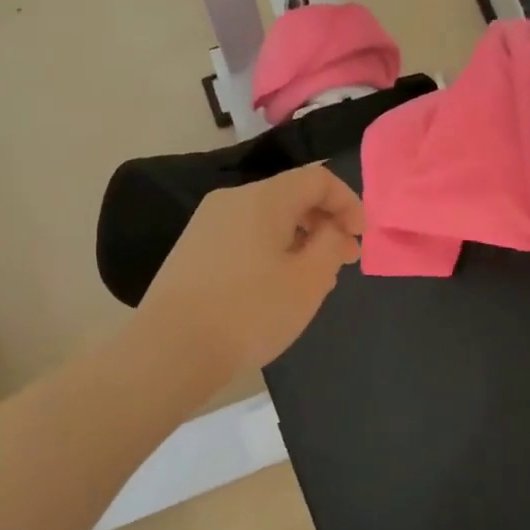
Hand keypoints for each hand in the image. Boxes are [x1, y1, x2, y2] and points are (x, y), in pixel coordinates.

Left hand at [134, 165, 364, 384]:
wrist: (170, 350)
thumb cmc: (250, 312)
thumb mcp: (308, 281)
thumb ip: (331, 245)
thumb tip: (333, 229)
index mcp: (263, 198)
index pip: (318, 179)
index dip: (348, 203)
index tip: (359, 239)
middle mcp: (232, 199)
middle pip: (291, 196)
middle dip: (325, 223)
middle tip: (344, 261)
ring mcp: (207, 223)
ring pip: (267, 218)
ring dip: (299, 239)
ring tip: (313, 279)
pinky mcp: (192, 249)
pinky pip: (244, 236)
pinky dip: (271, 249)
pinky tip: (275, 286)